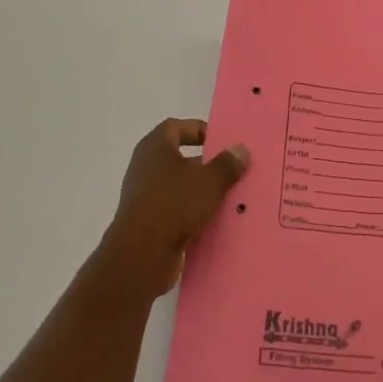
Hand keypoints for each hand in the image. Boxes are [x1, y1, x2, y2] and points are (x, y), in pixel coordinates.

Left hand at [100, 119, 248, 298]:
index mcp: (155, 146)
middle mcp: (145, 166)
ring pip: (178, 186)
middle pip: (179, 157)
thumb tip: (241, 150)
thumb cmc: (174, 203)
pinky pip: (174, 209)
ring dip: (201, 190)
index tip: (221, 142)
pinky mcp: (147, 221)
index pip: (176, 127)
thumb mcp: (209, 181)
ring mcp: (144, 195)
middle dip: (206, 164)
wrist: (141, 254)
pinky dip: (192, 212)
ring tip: (229, 197)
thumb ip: (227, 164)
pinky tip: (213, 220)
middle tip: (232, 170)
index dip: (199, 130)